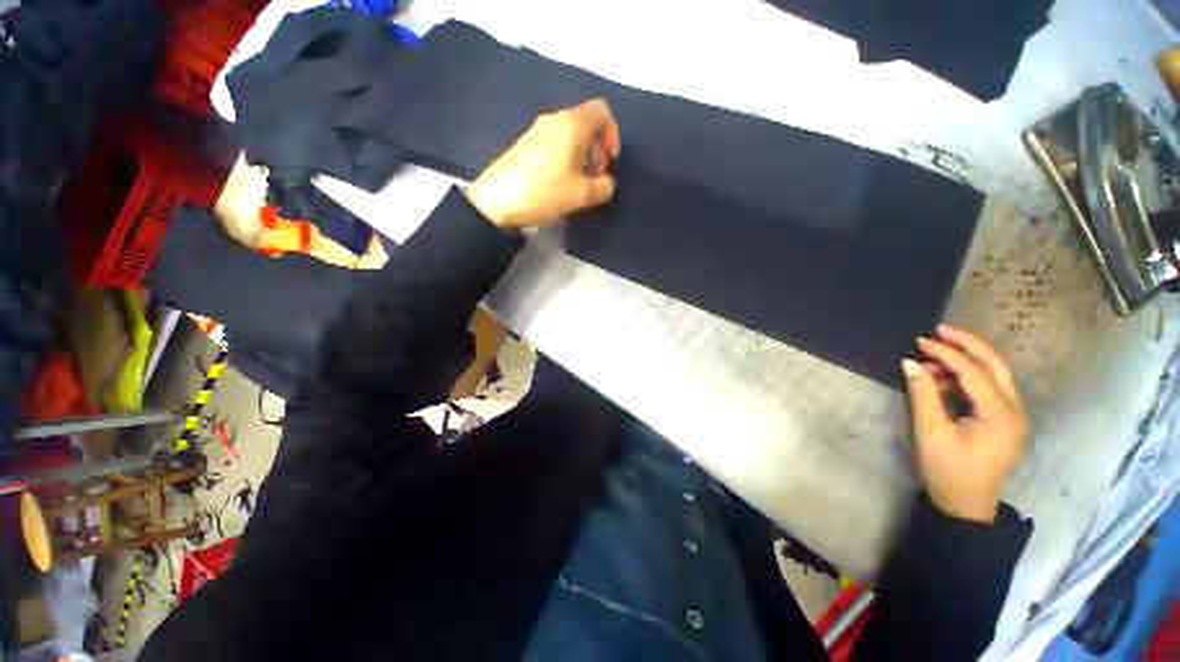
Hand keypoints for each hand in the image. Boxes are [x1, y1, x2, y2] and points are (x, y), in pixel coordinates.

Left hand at [466, 99, 620, 228]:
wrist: (496, 201)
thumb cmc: (544, 192)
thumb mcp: (581, 195)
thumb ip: (603, 187)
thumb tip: (606, 183)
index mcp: (571, 124)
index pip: (601, 111)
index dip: (612, 134)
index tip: (610, 161)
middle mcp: (554, 120)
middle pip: (586, 124)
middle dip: (598, 149)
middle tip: (596, 177)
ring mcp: (536, 131)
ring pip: (570, 136)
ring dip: (582, 157)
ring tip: (580, 184)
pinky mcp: (525, 145)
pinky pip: (555, 144)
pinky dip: (566, 159)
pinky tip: (561, 183)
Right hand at [901, 324, 1028, 523]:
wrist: (966, 506)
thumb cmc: (948, 471)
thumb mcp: (930, 433)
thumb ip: (922, 395)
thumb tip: (910, 363)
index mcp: (1000, 415)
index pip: (975, 372)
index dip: (946, 353)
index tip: (919, 341)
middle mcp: (1015, 411)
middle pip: (996, 365)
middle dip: (967, 344)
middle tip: (939, 330)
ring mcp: (1013, 416)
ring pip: (995, 374)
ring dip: (965, 361)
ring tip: (932, 359)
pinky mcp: (1004, 420)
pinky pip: (989, 388)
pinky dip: (967, 377)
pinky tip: (944, 379)